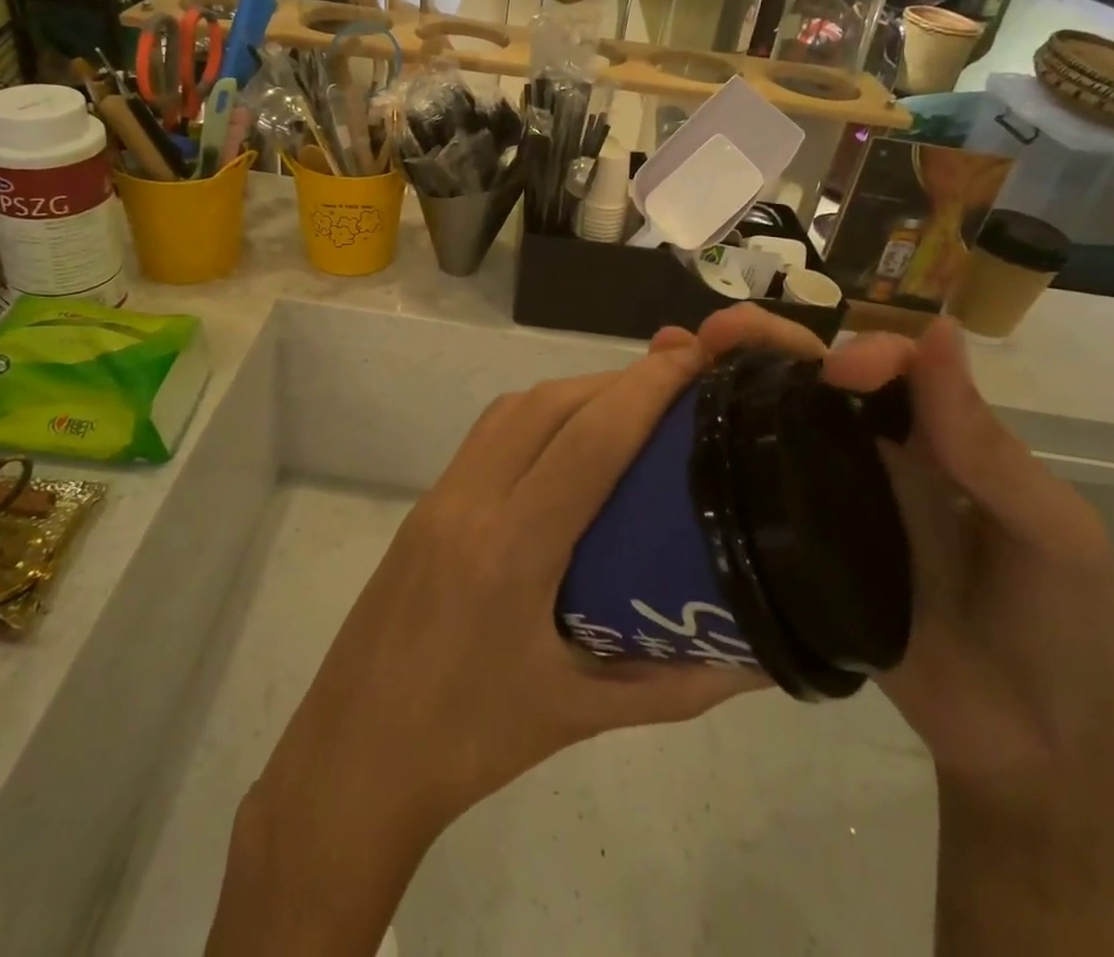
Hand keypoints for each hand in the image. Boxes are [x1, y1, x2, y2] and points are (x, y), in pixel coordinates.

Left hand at [208, 341, 766, 954]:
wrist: (355, 755)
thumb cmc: (470, 742)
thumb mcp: (581, 716)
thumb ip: (677, 685)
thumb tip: (758, 656)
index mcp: (512, 552)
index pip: (589, 442)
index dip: (645, 389)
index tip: (692, 358)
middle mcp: (472, 503)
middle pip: (551, 405)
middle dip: (617, 379)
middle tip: (676, 381)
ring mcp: (440, 495)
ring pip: (514, 408)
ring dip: (574, 390)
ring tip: (628, 403)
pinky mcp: (426, 501)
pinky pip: (488, 431)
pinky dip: (536, 412)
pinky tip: (566, 440)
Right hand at [670, 307, 1113, 955]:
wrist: (1031, 753)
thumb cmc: (1065, 628)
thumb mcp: (1048, 530)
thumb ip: (983, 443)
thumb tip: (939, 329)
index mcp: (936, 436)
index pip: (887, 366)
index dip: (860, 352)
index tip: (836, 373)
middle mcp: (875, 455)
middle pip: (811, 380)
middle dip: (764, 342)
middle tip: (714, 332)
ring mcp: (831, 500)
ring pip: (773, 424)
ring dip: (726, 383)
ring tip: (672, 359)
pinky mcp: (797, 548)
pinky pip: (755, 492)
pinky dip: (715, 454)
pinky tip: (670, 438)